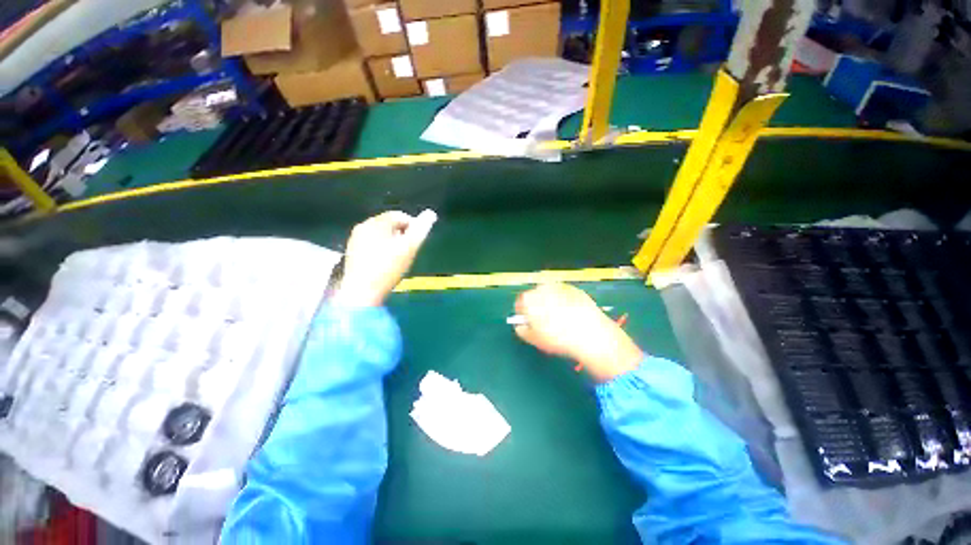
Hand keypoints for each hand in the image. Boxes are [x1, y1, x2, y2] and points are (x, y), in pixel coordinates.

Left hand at [333, 210, 436, 306]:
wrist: (361, 292)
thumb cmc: (388, 268)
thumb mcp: (409, 248)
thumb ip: (421, 230)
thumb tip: (431, 213)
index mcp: (376, 223)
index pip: (399, 215)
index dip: (413, 226)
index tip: (416, 242)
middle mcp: (363, 226)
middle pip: (389, 224)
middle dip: (402, 234)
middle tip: (408, 251)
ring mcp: (355, 239)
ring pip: (380, 234)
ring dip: (392, 241)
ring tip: (397, 258)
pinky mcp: (352, 251)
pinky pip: (372, 243)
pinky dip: (381, 248)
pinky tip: (384, 263)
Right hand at [513, 283, 642, 381]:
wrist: (591, 333)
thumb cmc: (558, 338)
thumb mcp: (535, 339)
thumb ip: (522, 330)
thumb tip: (521, 325)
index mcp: (529, 298)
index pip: (520, 302)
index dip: (523, 313)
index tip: (529, 322)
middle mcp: (542, 288)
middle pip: (535, 295)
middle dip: (537, 306)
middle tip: (545, 321)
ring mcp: (560, 286)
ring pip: (550, 294)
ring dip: (551, 302)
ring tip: (560, 318)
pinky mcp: (575, 288)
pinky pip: (564, 294)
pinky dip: (565, 301)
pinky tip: (572, 314)